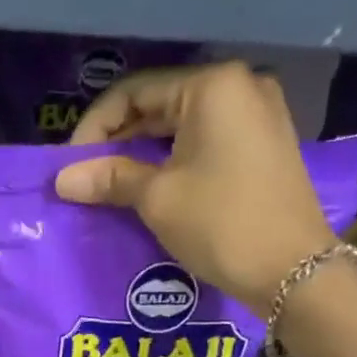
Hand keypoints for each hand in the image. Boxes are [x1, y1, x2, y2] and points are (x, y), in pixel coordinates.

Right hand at [54, 61, 334, 311]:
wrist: (294, 271)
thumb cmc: (221, 224)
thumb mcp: (157, 199)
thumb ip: (109, 179)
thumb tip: (62, 179)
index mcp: (212, 86)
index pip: (135, 92)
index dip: (95, 128)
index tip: (70, 166)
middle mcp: (240, 87)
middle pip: (161, 105)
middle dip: (120, 141)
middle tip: (88, 178)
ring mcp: (259, 117)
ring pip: (184, 126)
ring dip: (145, 154)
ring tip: (113, 187)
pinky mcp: (266, 148)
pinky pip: (208, 143)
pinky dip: (176, 161)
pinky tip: (153, 189)